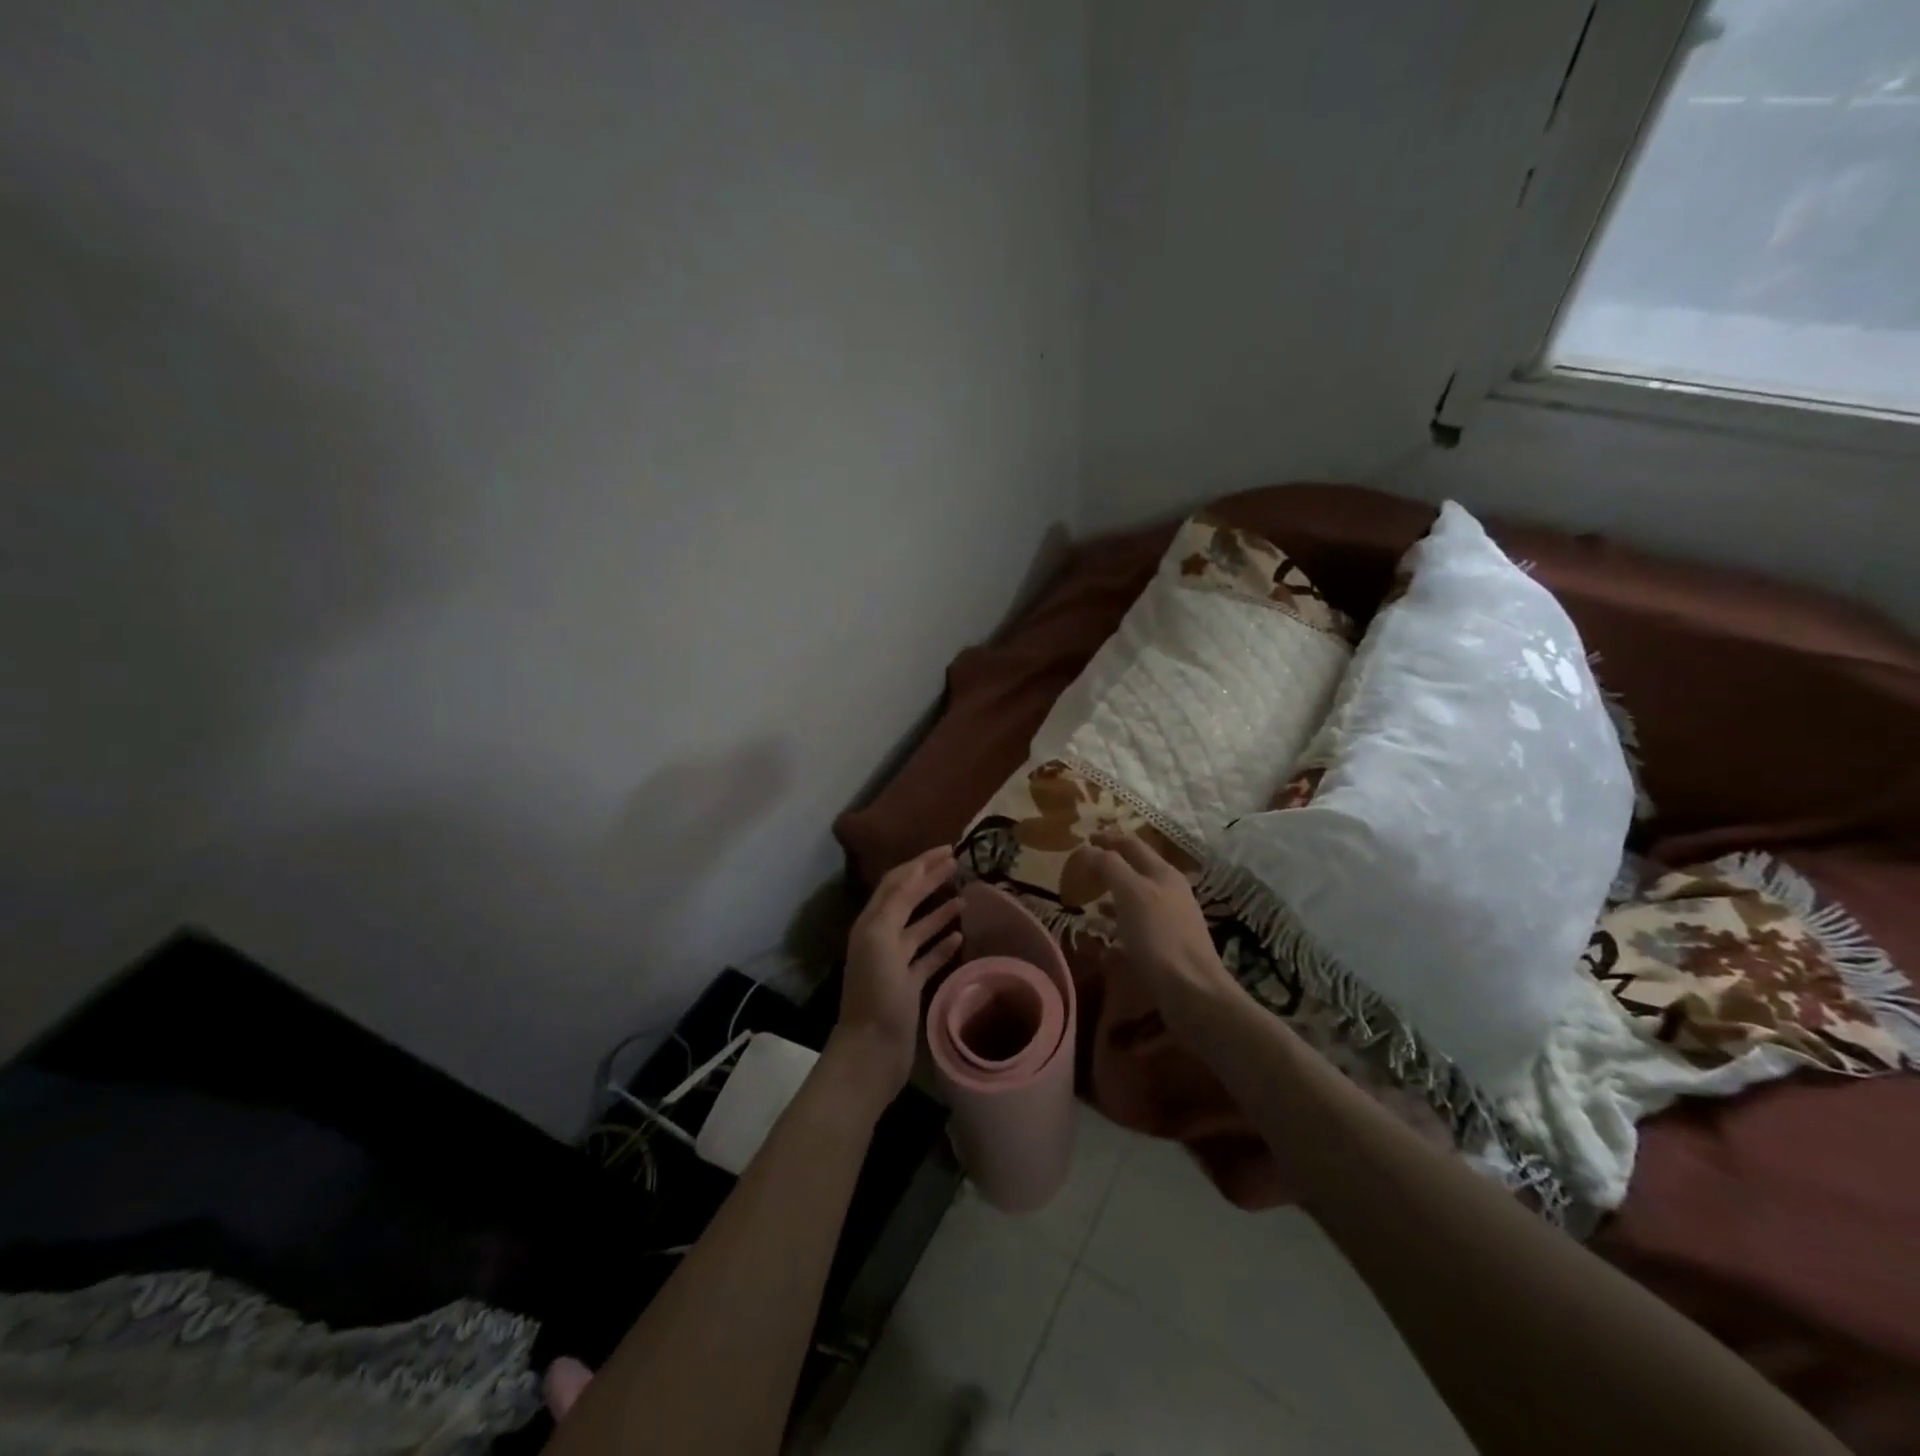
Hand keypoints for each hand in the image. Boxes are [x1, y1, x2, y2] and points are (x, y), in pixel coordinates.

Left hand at [831, 846, 963, 1103]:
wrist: (872, 1050)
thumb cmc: (876, 992)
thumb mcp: (880, 938)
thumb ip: (896, 903)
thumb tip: (917, 871)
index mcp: (872, 923)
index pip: (897, 882)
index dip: (920, 863)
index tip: (948, 849)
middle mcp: (882, 937)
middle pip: (908, 899)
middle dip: (930, 879)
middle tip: (958, 864)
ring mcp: (896, 962)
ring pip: (919, 927)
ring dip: (940, 910)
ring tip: (966, 896)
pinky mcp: (909, 985)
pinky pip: (928, 957)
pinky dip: (943, 944)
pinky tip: (961, 936)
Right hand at [1070, 831, 1241, 1027]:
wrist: (1193, 990)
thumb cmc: (1158, 936)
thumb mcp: (1130, 893)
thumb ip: (1109, 866)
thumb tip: (1089, 848)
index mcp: (1163, 873)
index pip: (1131, 844)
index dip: (1107, 838)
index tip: (1084, 837)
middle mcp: (1170, 890)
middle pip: (1135, 869)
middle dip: (1110, 865)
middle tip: (1084, 868)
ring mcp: (1171, 917)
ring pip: (1136, 896)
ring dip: (1112, 893)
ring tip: (1089, 898)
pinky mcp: (1168, 944)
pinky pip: (1137, 923)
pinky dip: (1118, 920)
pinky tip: (1104, 931)